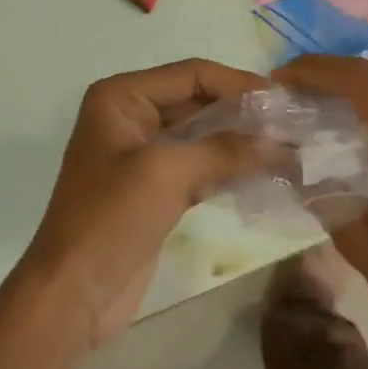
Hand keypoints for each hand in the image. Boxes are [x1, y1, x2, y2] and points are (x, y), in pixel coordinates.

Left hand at [22, 59, 267, 346]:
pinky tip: (266, 173)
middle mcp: (130, 116)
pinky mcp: (155, 189)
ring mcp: (142, 154)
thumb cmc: (111, 218)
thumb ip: (225, 150)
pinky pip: (199, 166)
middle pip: (198, 101)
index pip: (191, 75)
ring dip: (241, 142)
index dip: (238, 83)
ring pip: (202, 135)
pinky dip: (229, 168)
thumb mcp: (167, 173)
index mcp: (121, 97)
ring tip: (290, 149)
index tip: (285, 100)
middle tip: (295, 126)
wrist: (73, 293)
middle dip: (243, 113)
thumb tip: (280, 141)